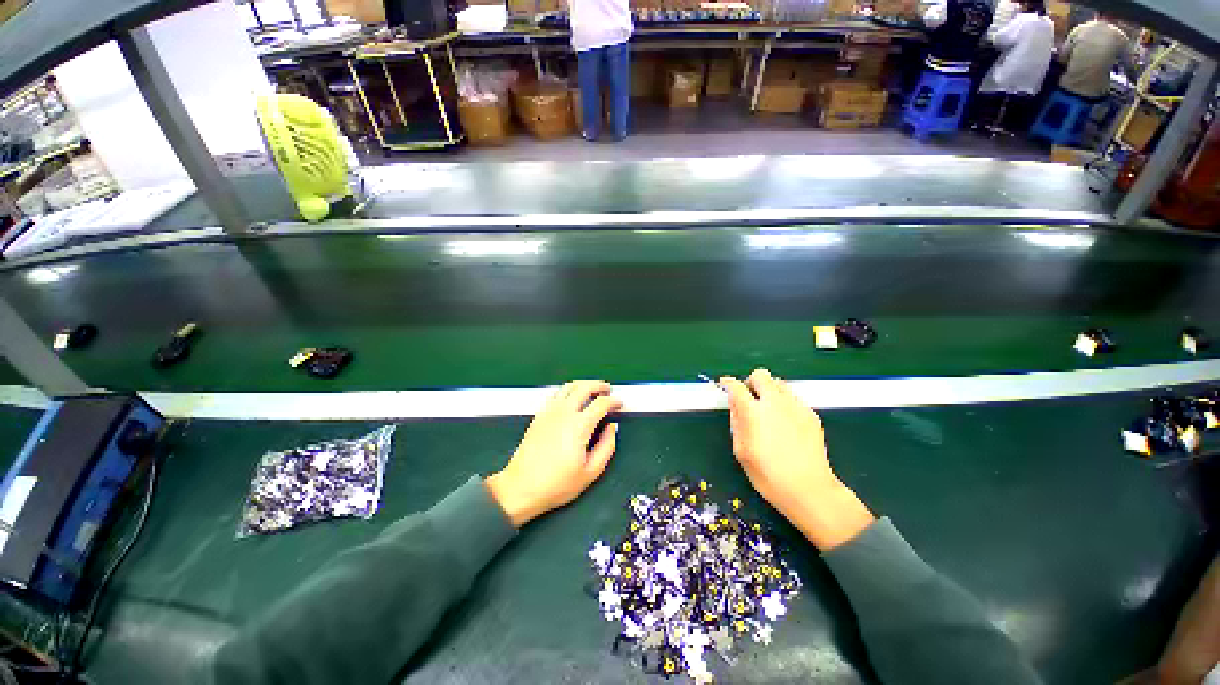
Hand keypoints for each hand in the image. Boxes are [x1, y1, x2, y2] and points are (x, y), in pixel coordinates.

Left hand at [485, 381, 622, 527]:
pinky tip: (571, 398)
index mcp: (579, 426)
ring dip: (583, 385)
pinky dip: (568, 390)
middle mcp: (564, 413)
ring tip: (591, 390)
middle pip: (585, 387)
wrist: (521, 487)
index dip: (613, 401)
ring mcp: (549, 412)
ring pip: (569, 386)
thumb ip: (607, 447)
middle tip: (607, 389)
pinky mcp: (539, 415)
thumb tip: (613, 429)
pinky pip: (556, 393)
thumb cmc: (556, 484)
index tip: (619, 404)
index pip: (601, 403)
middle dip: (599, 385)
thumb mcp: (591, 472)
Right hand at [720, 369, 874, 550]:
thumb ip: (736, 422)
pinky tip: (786, 424)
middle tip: (749, 398)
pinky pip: (793, 399)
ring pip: (779, 384)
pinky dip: (785, 404)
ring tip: (768, 411)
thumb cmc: (768, 475)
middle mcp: (775, 403)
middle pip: (760, 375)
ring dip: (769, 391)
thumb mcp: (741, 451)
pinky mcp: (811, 414)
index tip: (726, 386)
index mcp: (753, 412)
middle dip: (751, 382)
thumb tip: (735, 404)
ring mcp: (796, 407)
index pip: (736, 386)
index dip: (728, 384)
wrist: (809, 489)